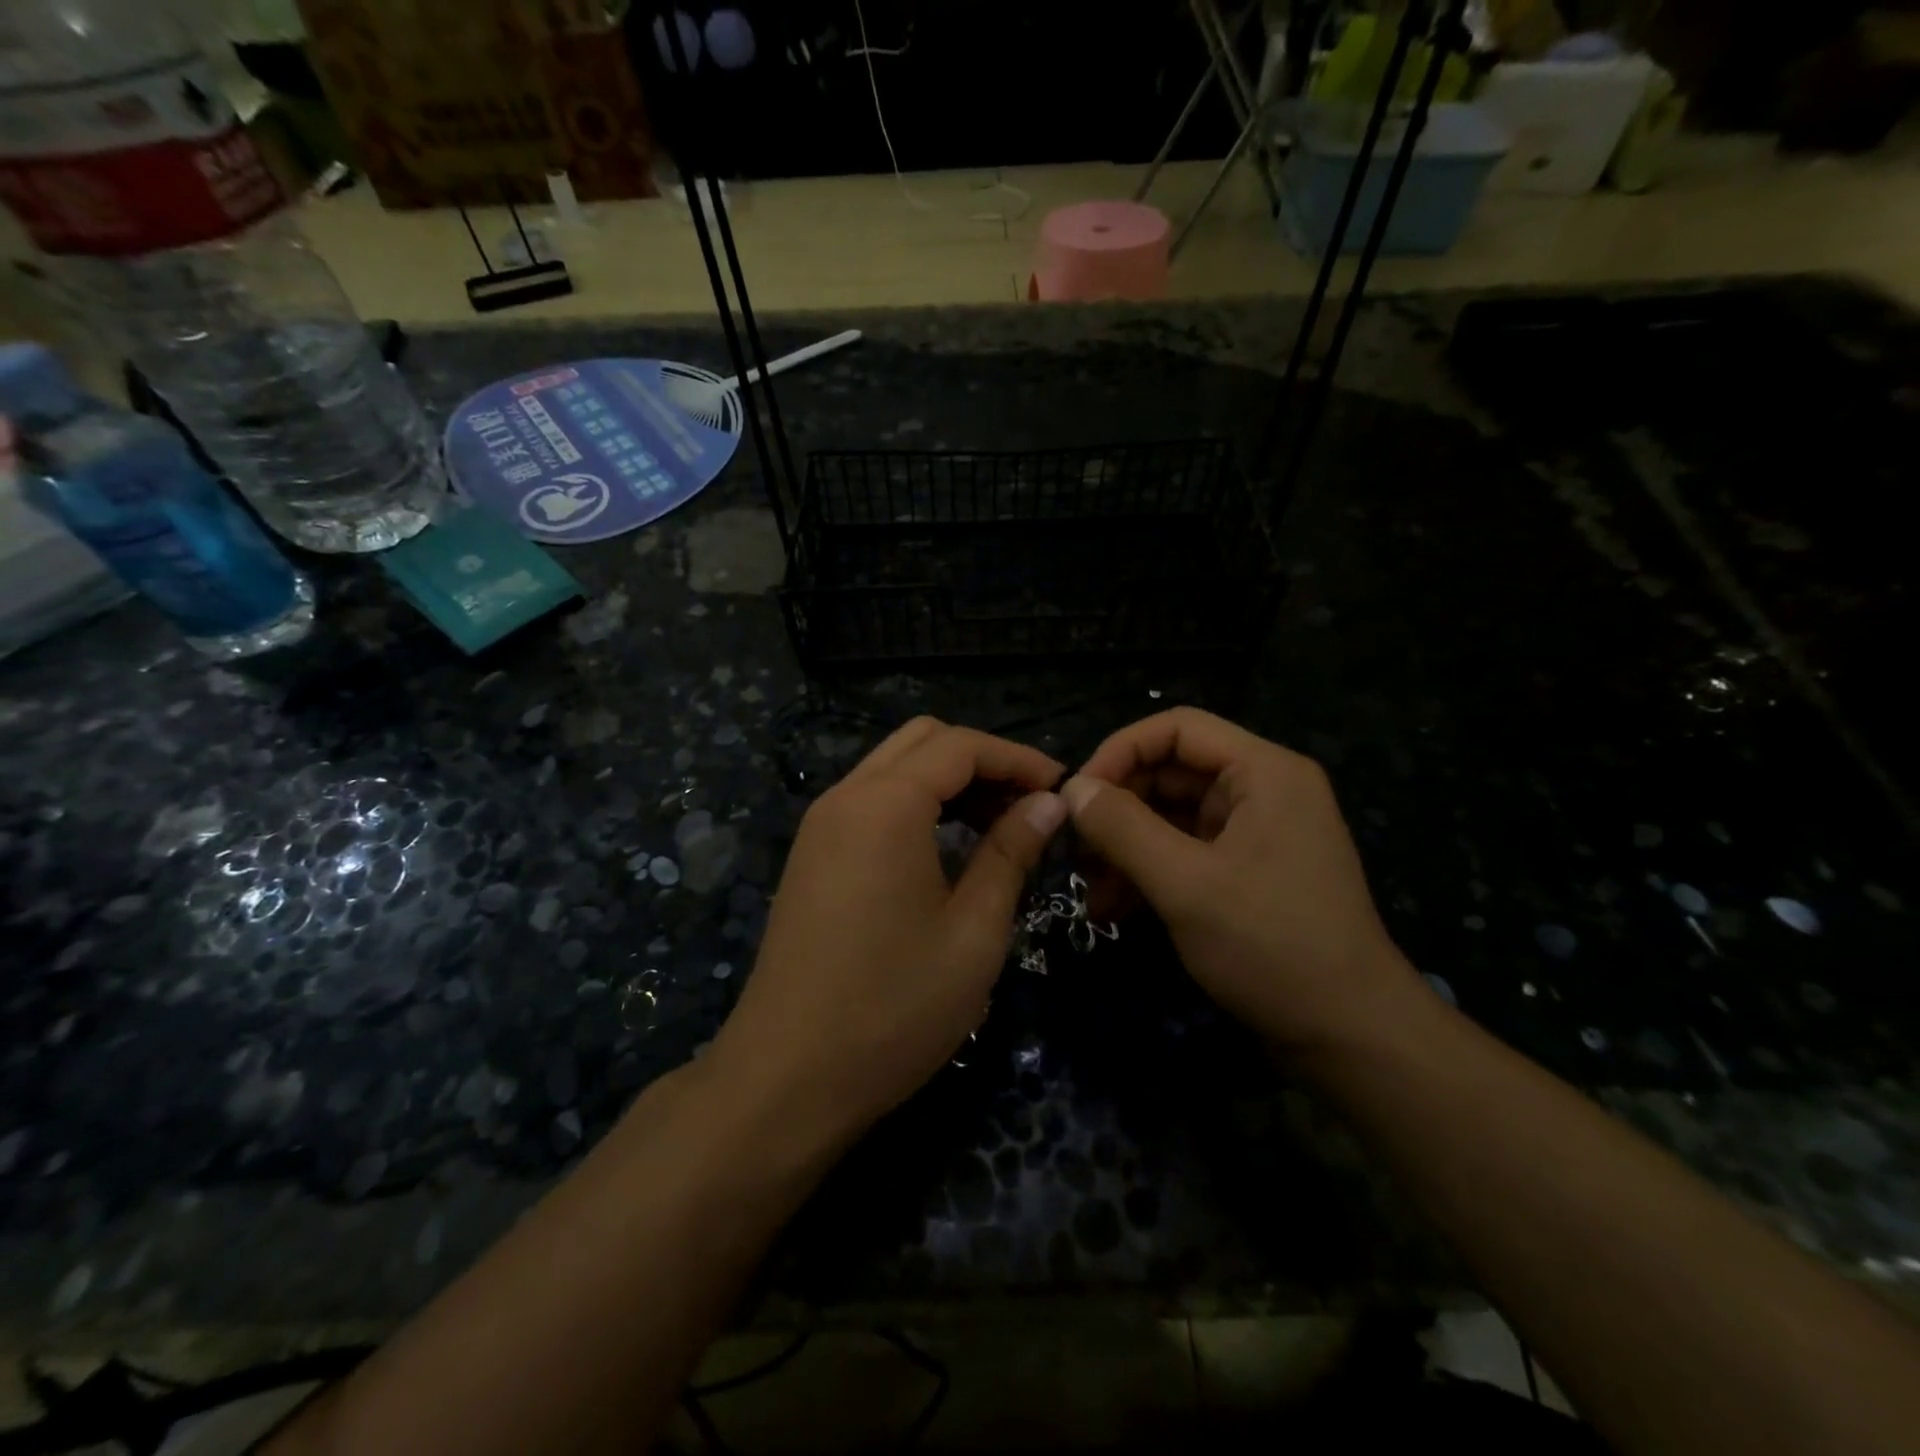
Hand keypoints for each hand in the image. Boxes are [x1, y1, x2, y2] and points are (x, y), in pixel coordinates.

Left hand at [709, 718, 1066, 1146]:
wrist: (787, 1077)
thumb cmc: (894, 1008)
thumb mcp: (974, 932)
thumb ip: (1010, 852)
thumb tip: (1048, 803)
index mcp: (885, 805)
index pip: (960, 746)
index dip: (1018, 758)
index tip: (1063, 789)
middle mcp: (845, 797)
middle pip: (923, 741)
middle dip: (982, 761)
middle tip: (1029, 807)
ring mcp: (820, 825)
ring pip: (894, 768)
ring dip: (949, 781)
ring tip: (998, 827)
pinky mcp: (812, 855)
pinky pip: (871, 801)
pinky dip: (916, 804)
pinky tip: (947, 848)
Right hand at [1061, 708, 1419, 1050]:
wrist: (1350, 1037)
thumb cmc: (1271, 946)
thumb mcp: (1186, 884)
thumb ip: (1122, 829)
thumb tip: (1070, 789)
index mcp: (1263, 772)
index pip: (1177, 729)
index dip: (1119, 752)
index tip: (1076, 795)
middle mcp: (1262, 791)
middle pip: (1170, 772)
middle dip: (1117, 807)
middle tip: (1072, 846)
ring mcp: (1255, 833)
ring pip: (1171, 816)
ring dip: (1125, 846)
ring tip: (1086, 885)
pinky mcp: (1246, 873)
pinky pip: (1185, 853)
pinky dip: (1147, 872)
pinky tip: (1111, 909)